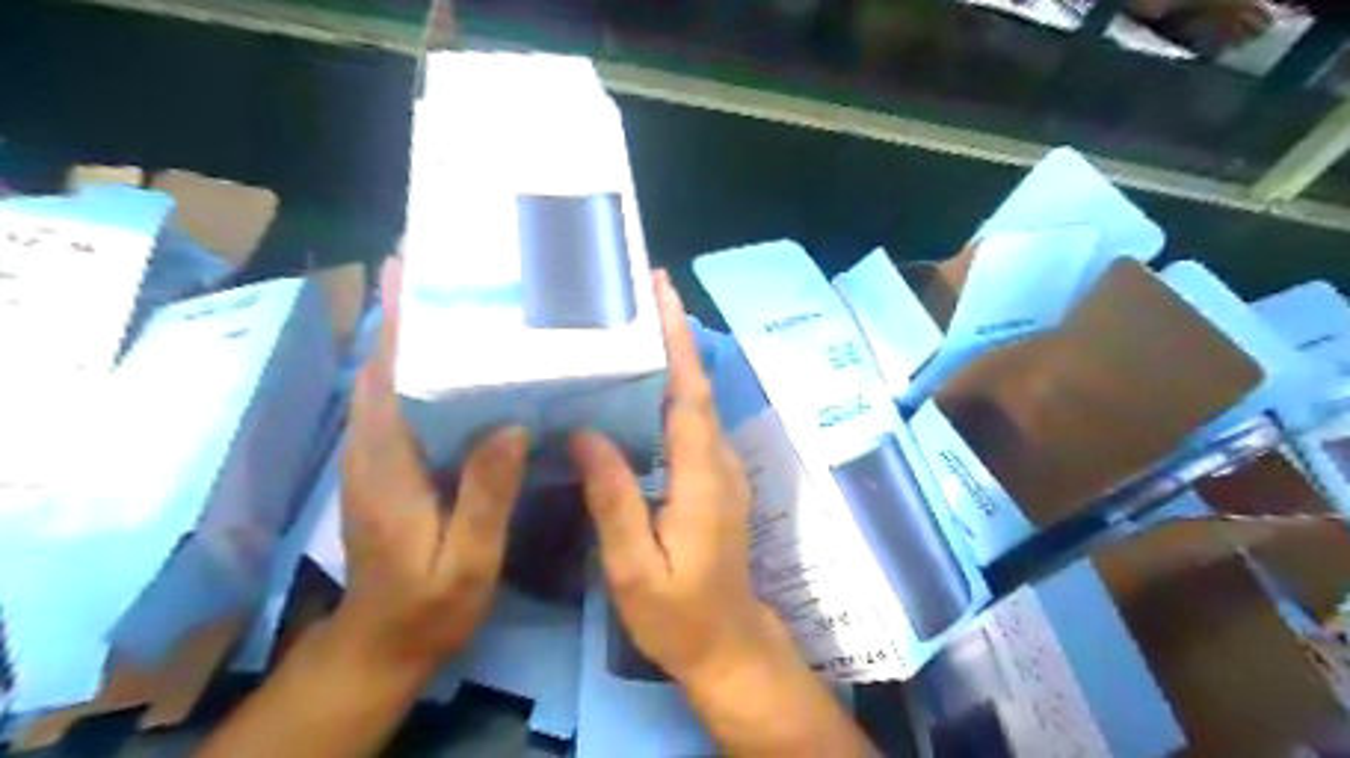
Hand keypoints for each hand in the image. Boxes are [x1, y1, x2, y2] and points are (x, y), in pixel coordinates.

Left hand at [336, 258, 530, 676]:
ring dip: (412, 337)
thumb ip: (484, 497)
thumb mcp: (466, 560)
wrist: (385, 642)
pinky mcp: (389, 465)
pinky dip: (421, 371)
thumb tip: (510, 426)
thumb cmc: (429, 604)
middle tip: (448, 272)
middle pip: (382, 367)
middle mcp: (373, 448)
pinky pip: (403, 404)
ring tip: (457, 301)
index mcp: (387, 464)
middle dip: (405, 315)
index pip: (385, 378)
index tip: (409, 272)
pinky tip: (461, 363)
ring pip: (390, 382)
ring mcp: (377, 456)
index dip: (394, 323)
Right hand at [568, 268, 792, 685]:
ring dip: (673, 359)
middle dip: (675, 335)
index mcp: (702, 476)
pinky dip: (672, 392)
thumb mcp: (635, 567)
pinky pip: (691, 423)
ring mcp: (721, 469)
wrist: (728, 643)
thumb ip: (614, 499)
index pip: (691, 394)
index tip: (662, 294)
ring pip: (696, 402)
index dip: (678, 342)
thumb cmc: (679, 614)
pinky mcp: (714, 478)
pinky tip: (641, 386)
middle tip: (640, 292)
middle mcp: (719, 461)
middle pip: (696, 387)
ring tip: (634, 325)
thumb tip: (585, 432)